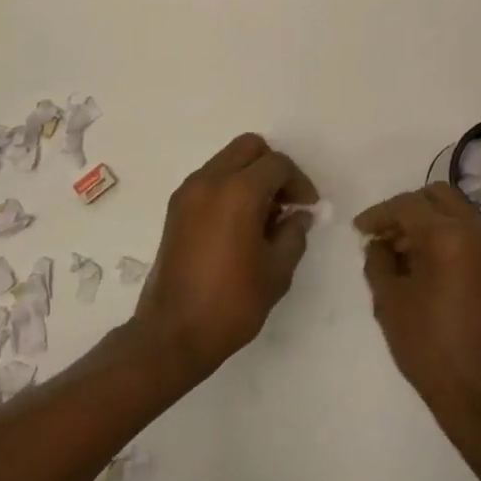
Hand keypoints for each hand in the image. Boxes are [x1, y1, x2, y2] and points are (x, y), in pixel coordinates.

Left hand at [135, 133, 317, 380]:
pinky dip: (230, 186)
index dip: (299, 182)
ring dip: (250, 175)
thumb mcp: (277, 271)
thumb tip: (298, 215)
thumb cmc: (231, 303)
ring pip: (227, 160)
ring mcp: (189, 191)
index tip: (308, 208)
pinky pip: (210, 178)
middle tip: (286, 201)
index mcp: (238, 192)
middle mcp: (210, 180)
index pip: (277, 164)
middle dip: (273, 167)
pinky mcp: (176, 207)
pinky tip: (240, 223)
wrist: (173, 333)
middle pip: (249, 147)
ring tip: (264, 216)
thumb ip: (294, 233)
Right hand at [357, 184, 480, 432]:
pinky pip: (474, 236)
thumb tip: (379, 243)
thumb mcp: (390, 302)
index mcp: (449, 235)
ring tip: (404, 253)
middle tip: (385, 234)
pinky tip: (431, 267)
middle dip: (407, 209)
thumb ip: (379, 261)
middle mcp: (479, 231)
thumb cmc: (430, 349)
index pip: (407, 205)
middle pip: (438, 196)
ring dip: (430, 222)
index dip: (379, 214)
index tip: (359, 229)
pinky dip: (451, 238)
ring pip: (459, 213)